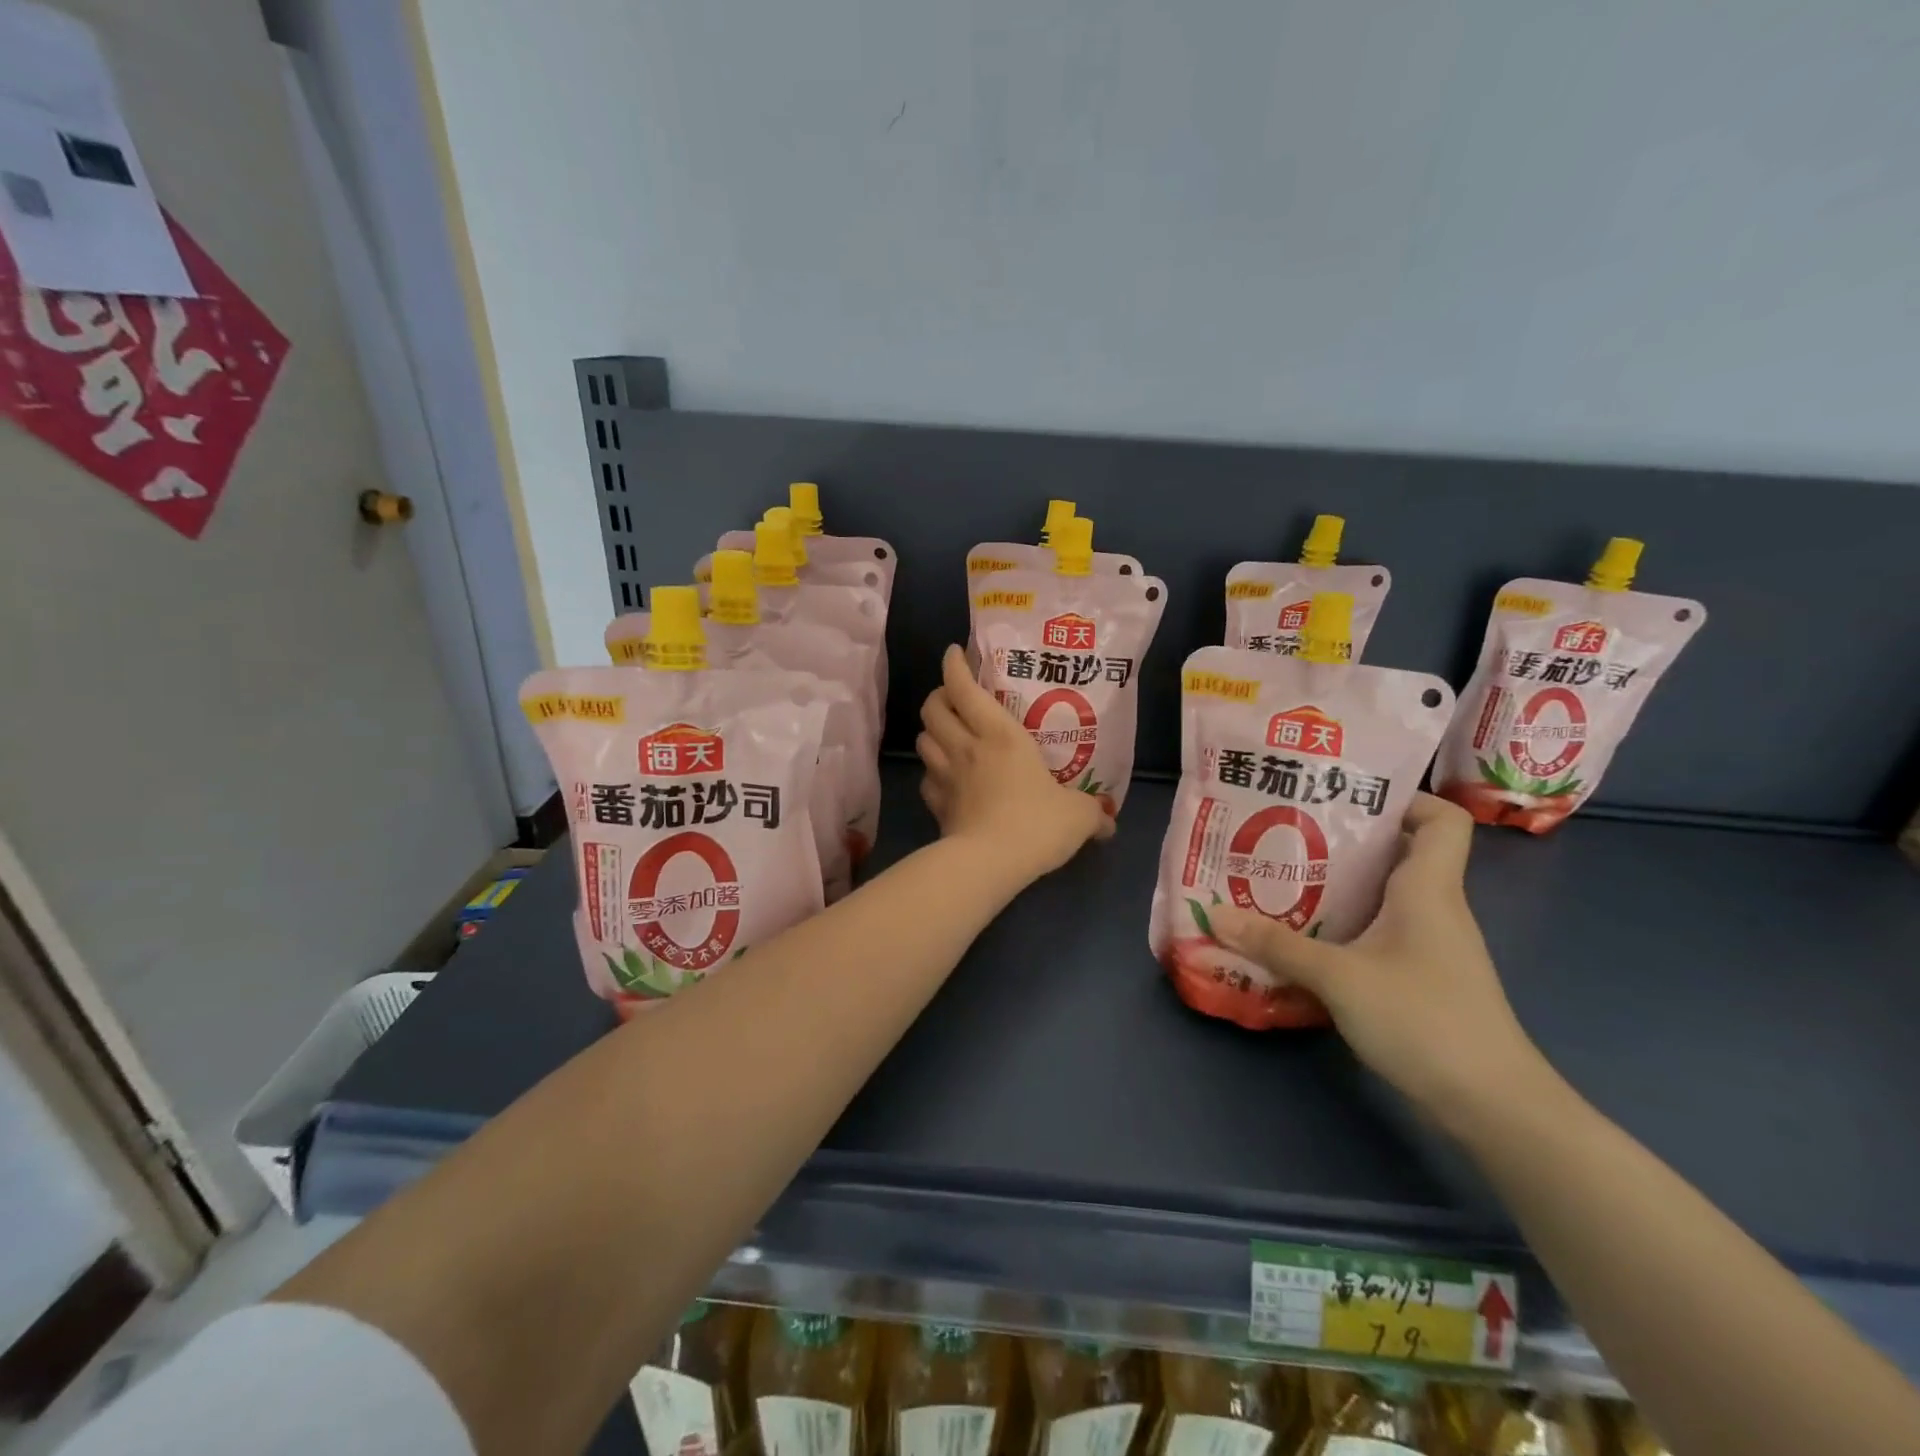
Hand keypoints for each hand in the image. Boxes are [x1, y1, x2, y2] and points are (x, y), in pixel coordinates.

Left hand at [917, 645, 1112, 880]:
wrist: (990, 863)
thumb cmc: (1036, 823)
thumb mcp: (1077, 815)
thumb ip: (1093, 813)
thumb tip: (1110, 822)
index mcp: (1000, 734)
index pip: (964, 687)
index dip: (954, 666)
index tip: (955, 654)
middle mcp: (966, 746)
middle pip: (933, 708)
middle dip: (938, 695)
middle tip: (954, 698)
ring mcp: (946, 776)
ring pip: (923, 739)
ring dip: (931, 731)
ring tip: (947, 733)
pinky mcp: (936, 805)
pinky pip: (927, 778)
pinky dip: (932, 772)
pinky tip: (945, 779)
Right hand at [1209, 794, 1554, 1132]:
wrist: (1493, 1105)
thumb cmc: (1425, 1020)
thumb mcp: (1339, 977)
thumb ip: (1276, 944)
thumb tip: (1215, 914)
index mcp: (1429, 889)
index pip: (1442, 820)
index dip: (1406, 799)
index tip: (1347, 798)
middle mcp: (1435, 908)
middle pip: (1401, 852)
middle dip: (1346, 839)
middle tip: (1288, 833)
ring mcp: (1431, 945)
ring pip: (1386, 894)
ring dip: (1340, 884)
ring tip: (1283, 878)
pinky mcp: (1421, 977)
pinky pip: (1381, 930)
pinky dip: (1347, 923)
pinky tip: (1306, 936)